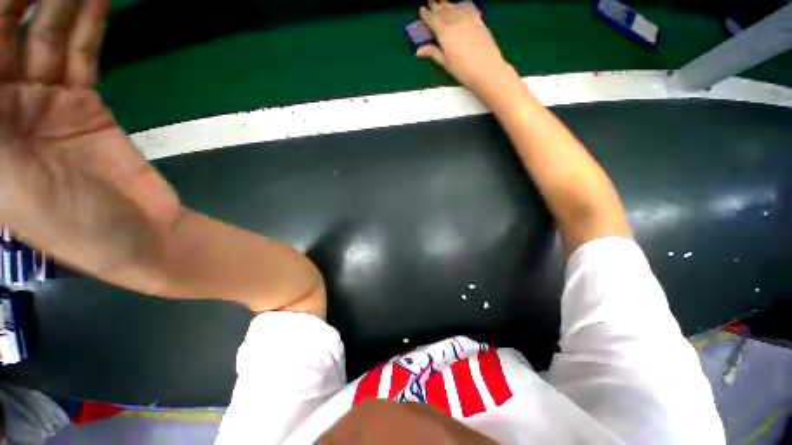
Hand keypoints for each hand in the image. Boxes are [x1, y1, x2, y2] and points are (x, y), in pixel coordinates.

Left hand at [0, 0, 180, 277]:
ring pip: (45, 38)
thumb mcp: (11, 181)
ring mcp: (46, 102)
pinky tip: (97, 2)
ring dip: (59, 4)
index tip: (8, 1)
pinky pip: (81, 56)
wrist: (140, 234)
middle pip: (4, 39)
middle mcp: (5, 108)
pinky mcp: (85, 104)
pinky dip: (87, 27)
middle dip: (19, 3)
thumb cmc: (70, 223)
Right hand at [416, 0, 517, 98]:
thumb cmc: (463, 70)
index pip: (433, 19)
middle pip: (443, 10)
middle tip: (430, 2)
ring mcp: (468, 19)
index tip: (421, 9)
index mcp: (445, 32)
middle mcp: (455, 21)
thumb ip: (433, 53)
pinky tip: (459, 7)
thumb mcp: (446, 63)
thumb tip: (418, 51)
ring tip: (442, 2)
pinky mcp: (478, 21)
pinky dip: (460, 6)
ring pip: (455, 8)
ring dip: (447, 4)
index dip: (426, 14)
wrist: (487, 69)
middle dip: (436, 6)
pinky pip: (467, 9)